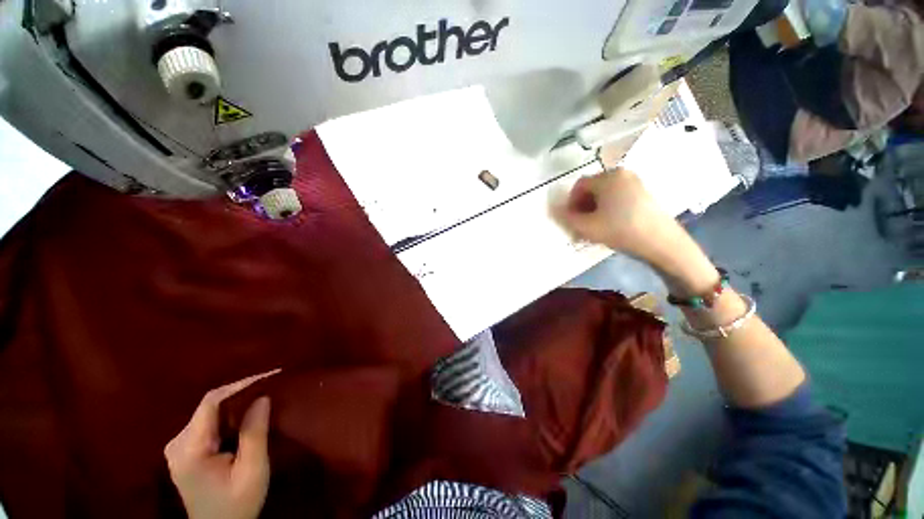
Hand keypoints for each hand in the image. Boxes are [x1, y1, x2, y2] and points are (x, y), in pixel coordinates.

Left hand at [165, 370, 278, 518]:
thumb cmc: (237, 504)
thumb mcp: (252, 471)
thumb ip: (255, 433)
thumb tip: (262, 397)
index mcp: (189, 450)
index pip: (210, 403)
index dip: (240, 385)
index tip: (268, 376)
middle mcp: (177, 443)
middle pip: (209, 406)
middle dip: (240, 393)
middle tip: (269, 385)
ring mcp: (177, 447)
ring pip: (208, 411)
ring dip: (236, 403)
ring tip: (262, 397)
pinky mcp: (184, 450)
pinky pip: (207, 422)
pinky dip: (228, 415)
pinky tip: (245, 416)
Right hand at [554, 168, 677, 262]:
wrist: (661, 242)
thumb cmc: (620, 230)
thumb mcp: (587, 226)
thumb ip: (567, 217)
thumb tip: (555, 209)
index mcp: (607, 177)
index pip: (579, 185)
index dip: (570, 202)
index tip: (570, 219)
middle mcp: (622, 174)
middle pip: (592, 188)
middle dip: (582, 206)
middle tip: (581, 224)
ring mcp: (635, 182)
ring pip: (605, 193)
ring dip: (594, 208)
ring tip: (594, 226)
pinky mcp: (644, 193)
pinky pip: (618, 196)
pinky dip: (608, 208)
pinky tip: (609, 224)